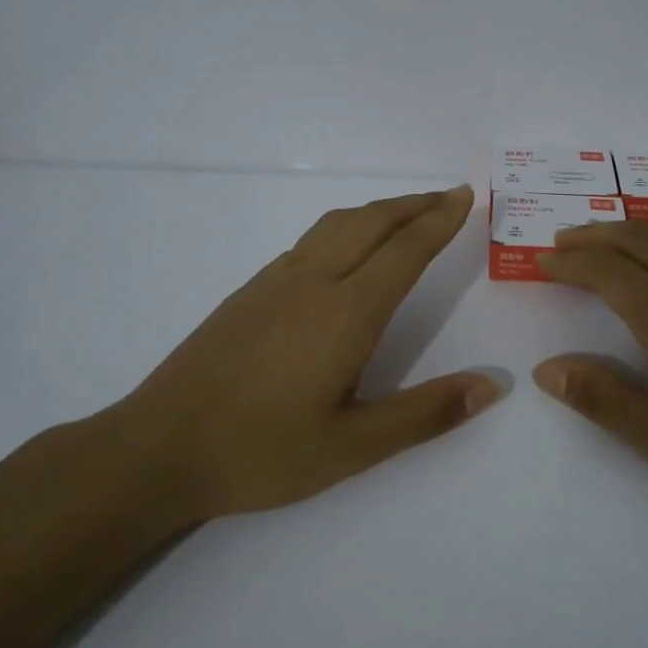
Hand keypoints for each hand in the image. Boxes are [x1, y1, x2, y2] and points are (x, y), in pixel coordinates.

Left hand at [100, 186, 501, 520]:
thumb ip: (424, 414)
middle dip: (416, 204)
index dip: (439, 220)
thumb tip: (491, 385)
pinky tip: (347, 249)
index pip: (405, 250)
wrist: (157, 448)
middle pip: (372, 222)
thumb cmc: (261, 452)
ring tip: (407, 212)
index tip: (466, 197)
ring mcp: (275, 282)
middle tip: (449, 196)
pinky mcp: (250, 291)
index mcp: (345, 313)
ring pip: (337, 224)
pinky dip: (346, 226)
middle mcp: (313, 282)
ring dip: (380, 210)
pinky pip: (311, 240)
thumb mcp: (352, 448)